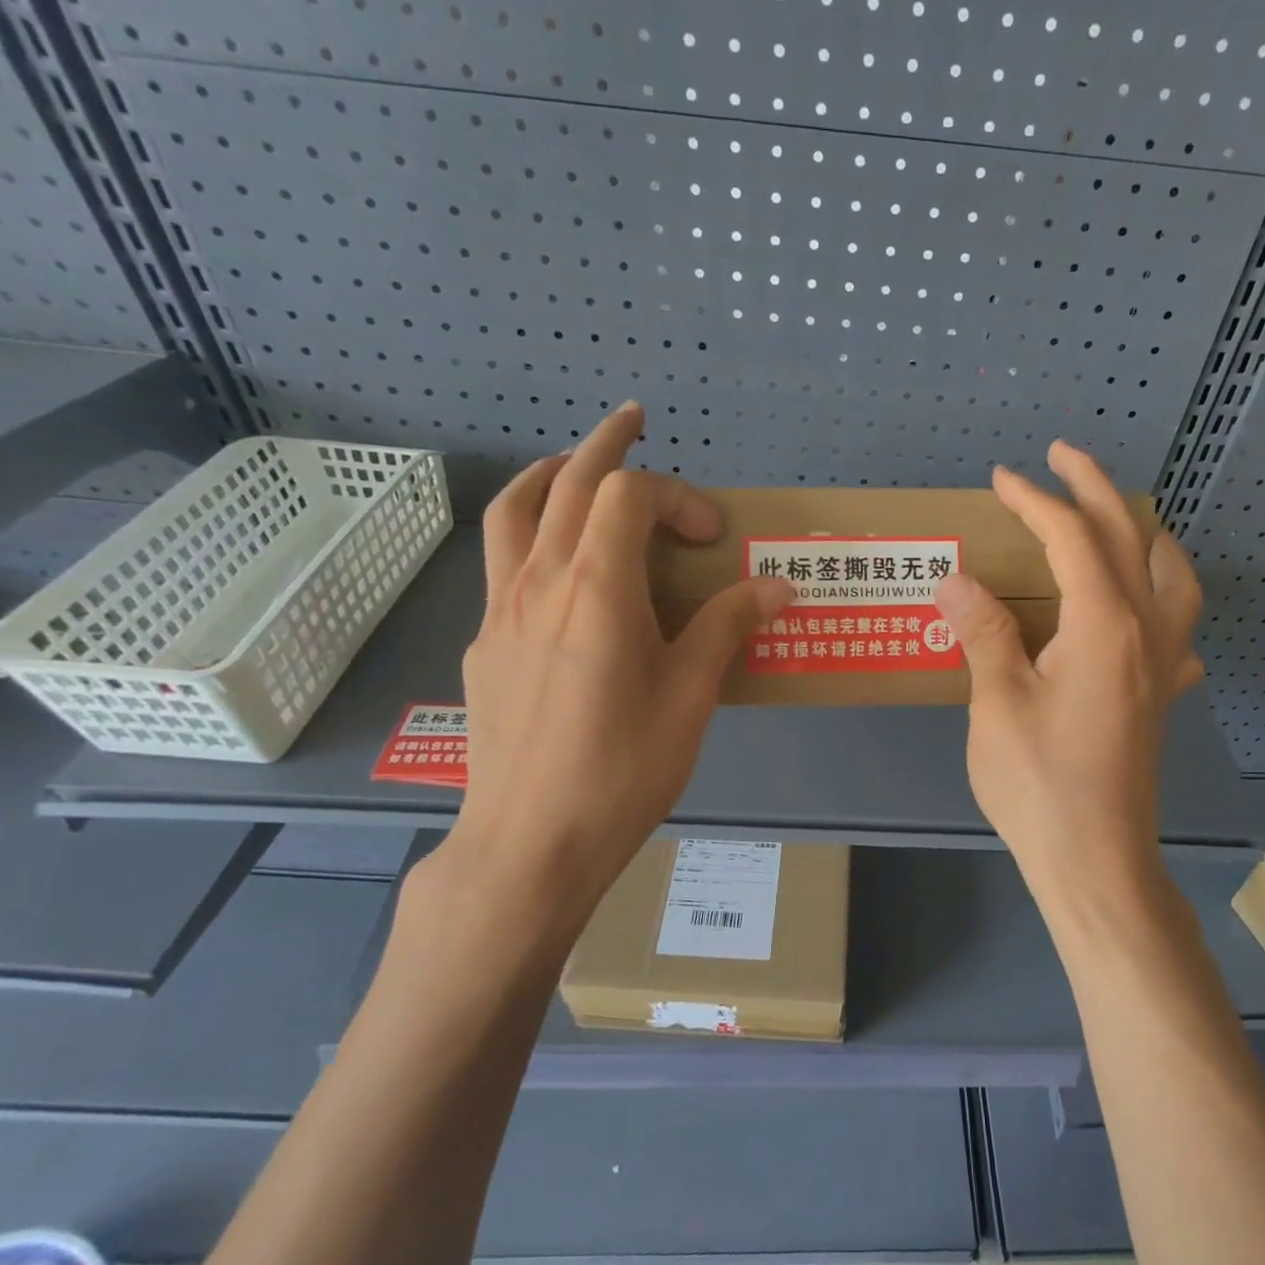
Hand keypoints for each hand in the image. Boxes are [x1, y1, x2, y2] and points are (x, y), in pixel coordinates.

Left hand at [422, 402, 792, 945]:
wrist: (530, 842)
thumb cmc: (622, 768)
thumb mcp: (691, 696)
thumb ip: (729, 628)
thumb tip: (780, 586)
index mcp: (595, 587)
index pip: (628, 495)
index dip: (676, 495)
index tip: (712, 534)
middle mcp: (539, 582)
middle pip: (566, 483)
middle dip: (604, 443)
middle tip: (633, 422)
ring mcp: (500, 611)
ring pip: (515, 512)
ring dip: (550, 476)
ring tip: (575, 468)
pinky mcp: (484, 645)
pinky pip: (504, 565)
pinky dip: (533, 537)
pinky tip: (559, 576)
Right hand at [934, 442, 1204, 905]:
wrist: (1095, 861)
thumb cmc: (1039, 784)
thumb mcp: (997, 704)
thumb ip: (982, 633)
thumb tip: (956, 579)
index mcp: (1104, 625)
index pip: (1071, 539)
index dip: (1035, 501)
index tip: (1002, 478)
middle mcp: (1146, 633)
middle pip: (1129, 539)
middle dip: (1095, 489)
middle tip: (1063, 457)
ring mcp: (1162, 667)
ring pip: (1173, 578)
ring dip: (1145, 535)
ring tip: (1118, 519)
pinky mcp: (1160, 698)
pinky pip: (1178, 629)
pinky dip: (1163, 598)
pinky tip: (1144, 611)